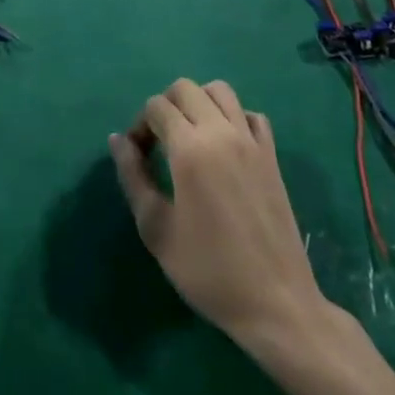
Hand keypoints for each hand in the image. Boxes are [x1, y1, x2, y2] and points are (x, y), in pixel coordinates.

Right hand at [110, 79, 330, 354]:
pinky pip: (251, 116)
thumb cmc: (209, 271)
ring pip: (220, 91)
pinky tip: (226, 148)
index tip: (138, 158)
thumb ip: (133, 177)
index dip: (139, 126)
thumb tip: (117, 139)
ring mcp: (251, 142)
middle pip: (185, 88)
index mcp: (190, 148)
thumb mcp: (156, 229)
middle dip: (165, 106)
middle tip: (159, 143)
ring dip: (199, 103)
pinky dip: (234, 118)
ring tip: (190, 137)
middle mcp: (222, 133)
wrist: (277, 306)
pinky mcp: (272, 157)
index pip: (156, 106)